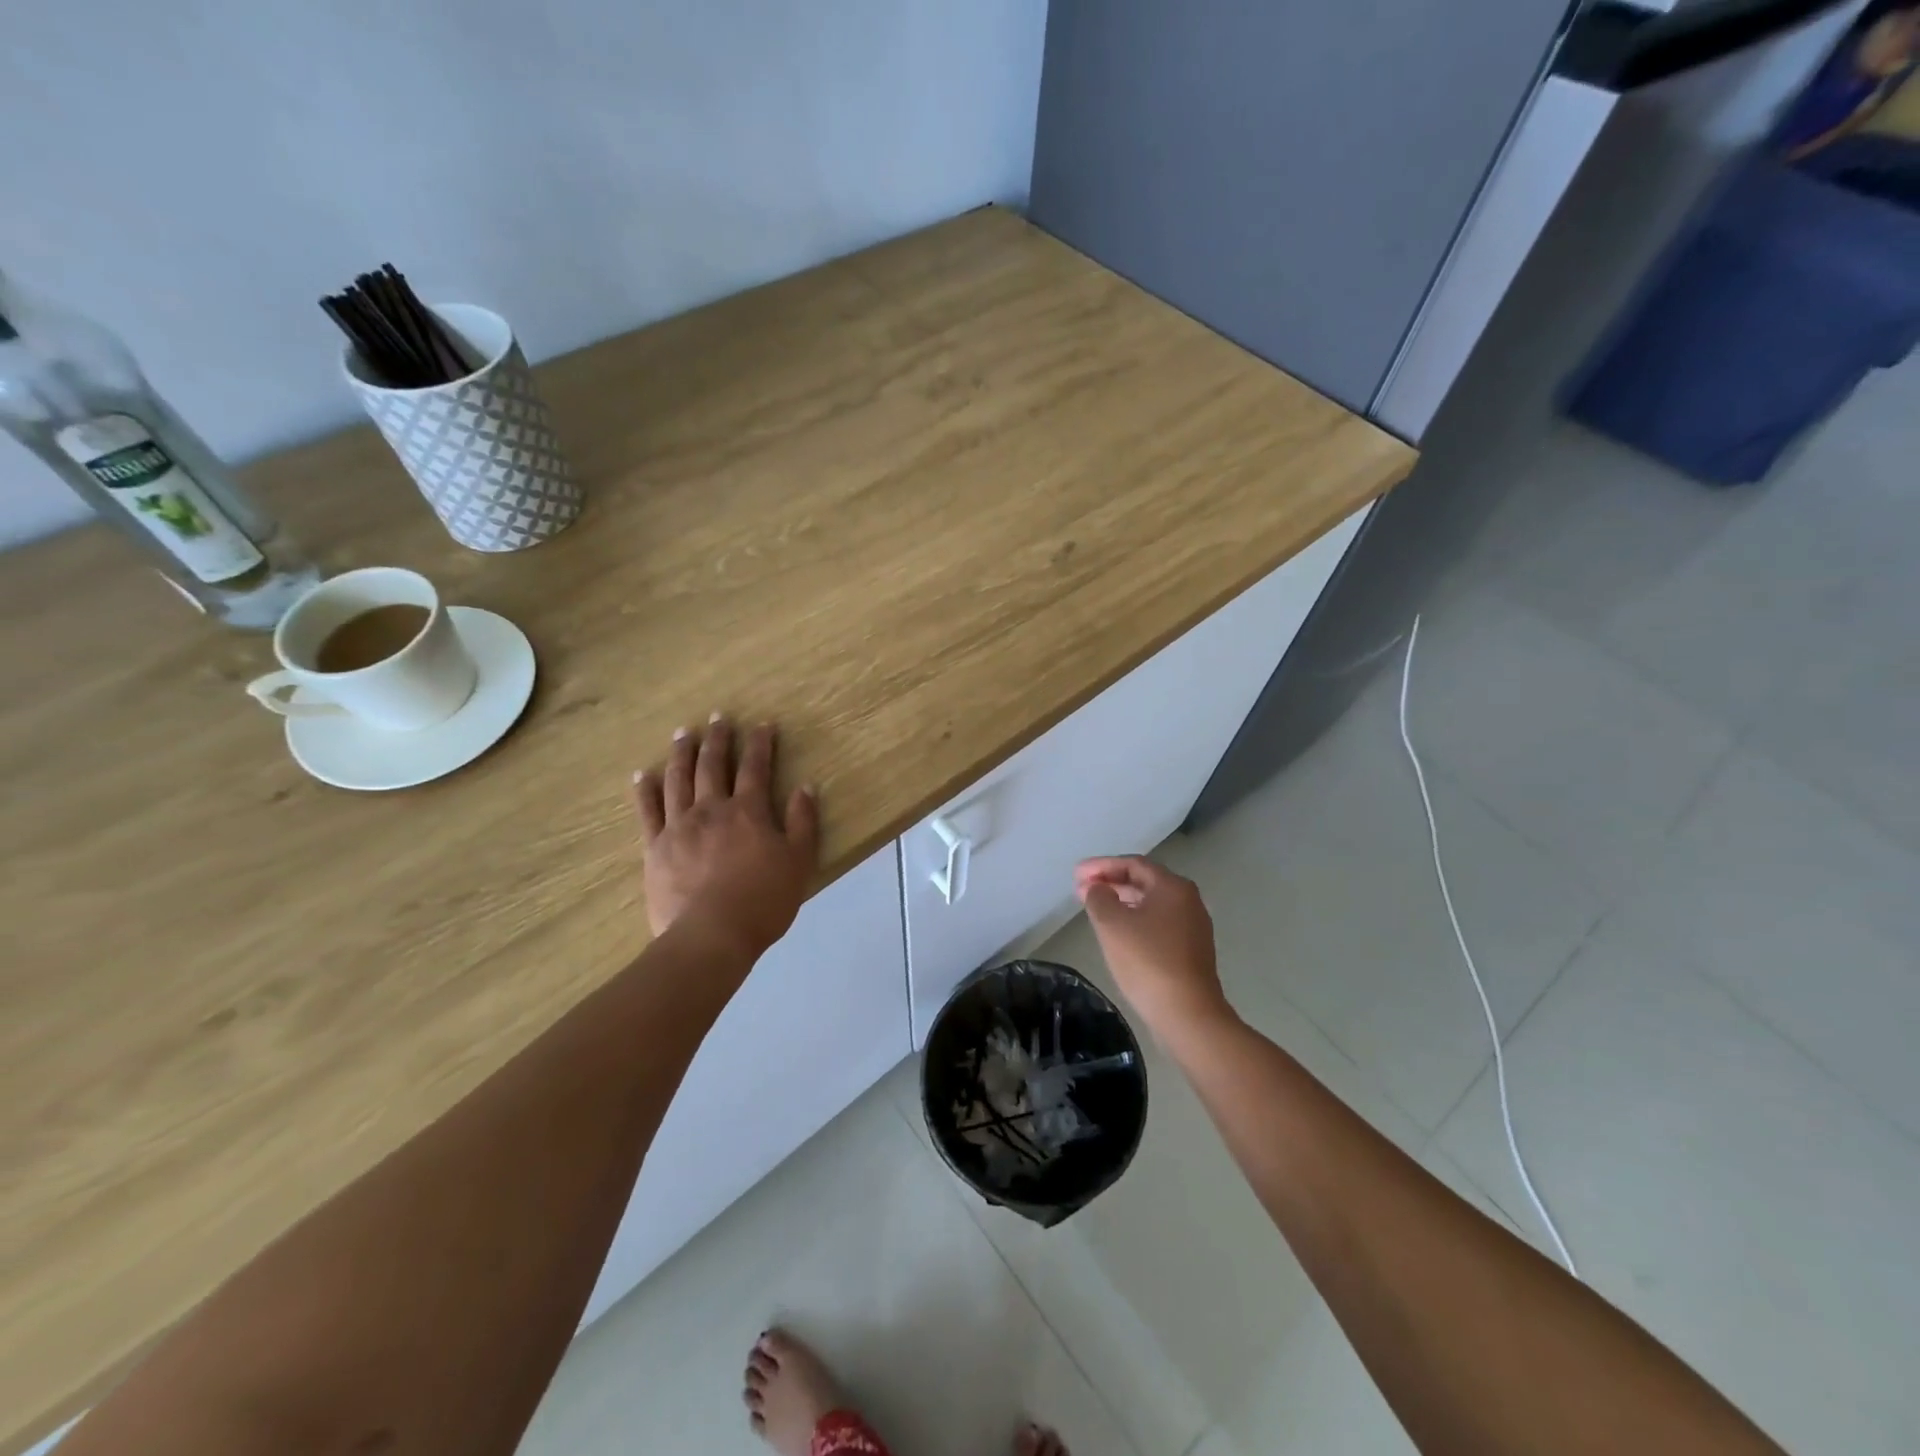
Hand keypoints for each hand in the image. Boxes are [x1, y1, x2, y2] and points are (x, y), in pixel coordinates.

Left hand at [633, 718, 819, 957]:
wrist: (711, 935)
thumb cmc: (763, 901)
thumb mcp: (799, 862)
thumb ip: (803, 822)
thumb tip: (805, 786)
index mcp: (749, 812)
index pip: (756, 768)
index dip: (760, 743)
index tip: (762, 724)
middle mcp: (712, 809)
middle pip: (713, 765)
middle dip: (718, 739)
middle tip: (718, 717)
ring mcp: (679, 826)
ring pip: (678, 779)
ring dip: (682, 753)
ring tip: (683, 733)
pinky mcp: (655, 847)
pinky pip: (647, 811)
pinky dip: (644, 790)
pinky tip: (642, 774)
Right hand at [1075, 856, 1233, 1037]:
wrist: (1188, 1014)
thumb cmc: (1147, 961)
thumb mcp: (1112, 924)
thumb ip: (1098, 897)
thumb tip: (1097, 888)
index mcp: (1172, 887)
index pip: (1133, 864)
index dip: (1101, 866)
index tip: (1076, 874)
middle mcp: (1188, 900)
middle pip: (1144, 882)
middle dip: (1111, 882)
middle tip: (1081, 890)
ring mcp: (1193, 926)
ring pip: (1151, 904)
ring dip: (1122, 902)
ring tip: (1095, 909)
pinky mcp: (1192, 951)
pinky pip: (1158, 924)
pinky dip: (1135, 920)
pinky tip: (1118, 933)